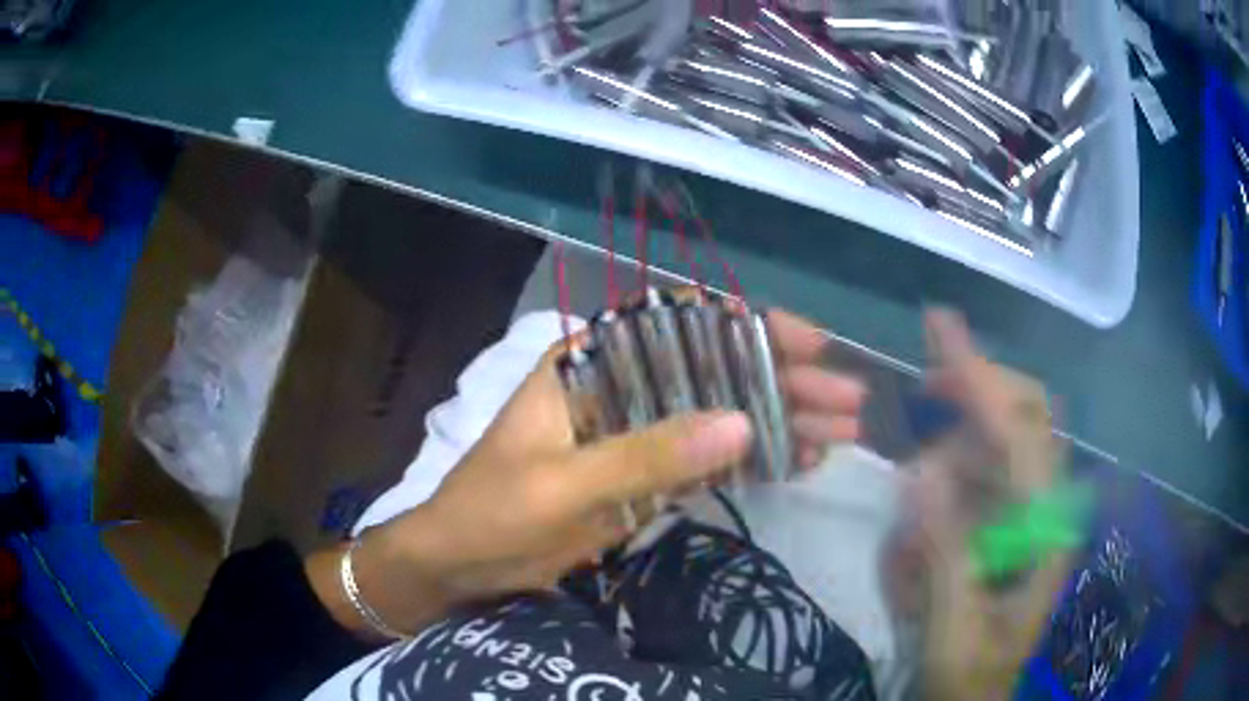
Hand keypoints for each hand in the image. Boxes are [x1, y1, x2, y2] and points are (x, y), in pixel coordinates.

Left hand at [311, 307, 864, 637]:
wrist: (461, 563)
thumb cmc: (492, 512)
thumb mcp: (562, 486)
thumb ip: (646, 455)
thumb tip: (743, 424)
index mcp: (591, 364)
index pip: (680, 325)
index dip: (748, 327)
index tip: (810, 343)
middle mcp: (621, 385)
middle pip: (715, 372)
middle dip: (784, 383)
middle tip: (848, 402)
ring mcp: (637, 432)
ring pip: (720, 415)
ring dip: (781, 422)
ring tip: (841, 435)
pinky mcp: (645, 475)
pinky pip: (708, 459)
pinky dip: (754, 461)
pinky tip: (799, 463)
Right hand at [887, 310, 1072, 700]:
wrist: (975, 696)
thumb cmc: (969, 673)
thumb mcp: (953, 632)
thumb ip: (945, 559)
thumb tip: (920, 473)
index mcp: (1046, 532)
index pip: (1021, 435)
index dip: (981, 380)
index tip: (940, 329)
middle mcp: (1047, 505)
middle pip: (1026, 413)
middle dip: (976, 392)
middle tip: (926, 391)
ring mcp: (1031, 509)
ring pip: (998, 440)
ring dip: (952, 454)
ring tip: (916, 534)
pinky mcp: (1012, 518)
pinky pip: (981, 470)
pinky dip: (947, 480)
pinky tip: (924, 530)